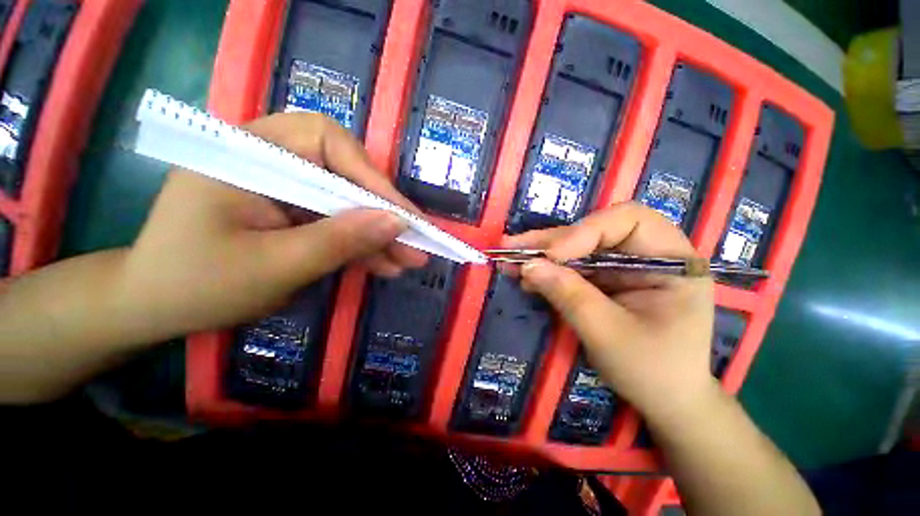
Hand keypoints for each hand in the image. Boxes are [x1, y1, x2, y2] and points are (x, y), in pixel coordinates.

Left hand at [121, 112, 426, 334]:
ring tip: (409, 261)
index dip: (372, 179)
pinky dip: (361, 246)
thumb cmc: (196, 285)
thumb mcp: (274, 266)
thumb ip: (339, 241)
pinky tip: (385, 265)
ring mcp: (284, 189)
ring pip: (346, 204)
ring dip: (379, 236)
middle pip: (345, 176)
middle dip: (383, 214)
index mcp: (248, 151)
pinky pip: (336, 224)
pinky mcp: (293, 213)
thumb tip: (398, 223)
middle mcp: (270, 159)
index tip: (404, 217)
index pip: (327, 143)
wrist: (153, 308)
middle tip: (417, 244)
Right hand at [504, 202, 714, 420]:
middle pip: (594, 231)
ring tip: (510, 260)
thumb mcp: (609, 334)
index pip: (628, 221)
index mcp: (671, 260)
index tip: (551, 256)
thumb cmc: (652, 372)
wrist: (664, 400)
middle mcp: (648, 254)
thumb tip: (528, 266)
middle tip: (513, 248)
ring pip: (577, 247)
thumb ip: (569, 295)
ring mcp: (624, 266)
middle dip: (552, 242)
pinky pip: (572, 266)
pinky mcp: (606, 279)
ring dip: (542, 254)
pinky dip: (547, 270)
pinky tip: (525, 275)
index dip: (585, 231)